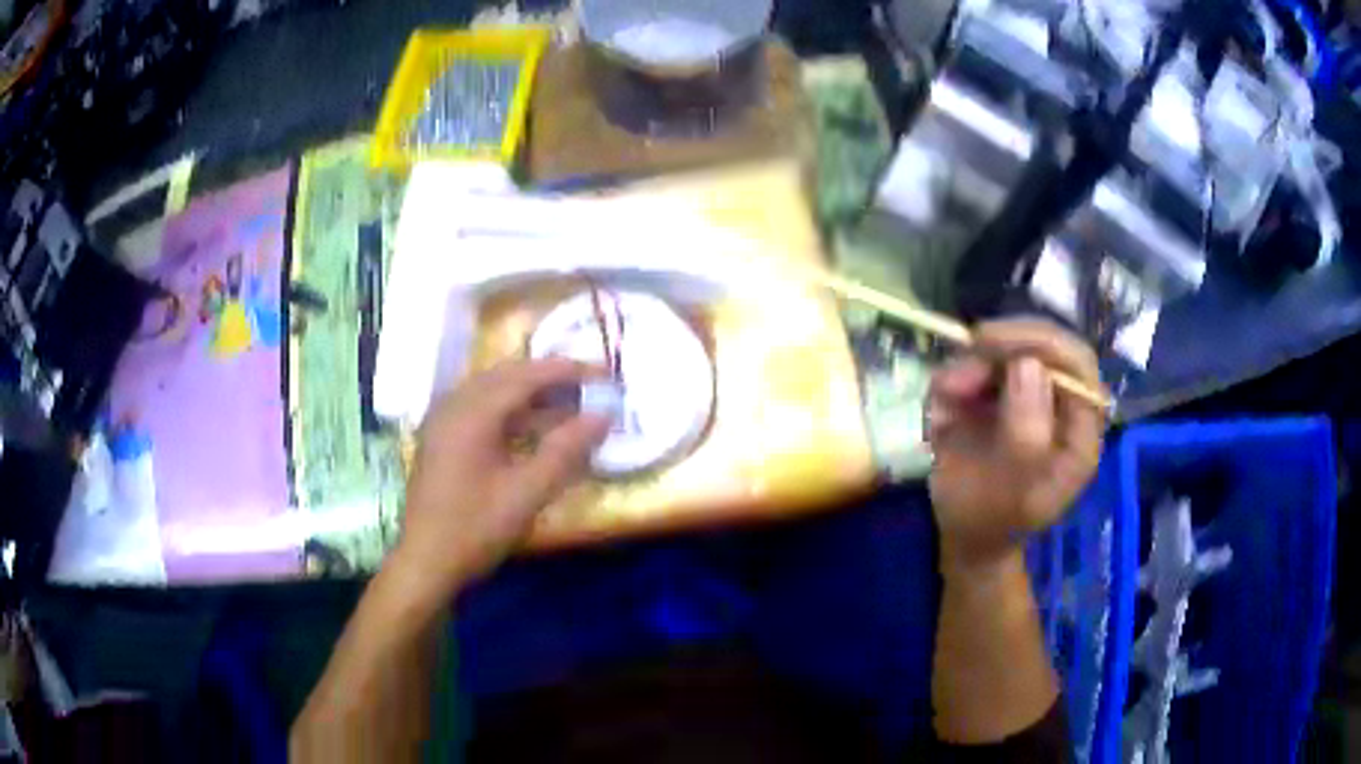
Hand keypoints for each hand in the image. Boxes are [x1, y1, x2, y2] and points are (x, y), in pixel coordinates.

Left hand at [388, 358, 609, 604]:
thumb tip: (602, 418)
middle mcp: (454, 406)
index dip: (567, 371)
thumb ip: (564, 451)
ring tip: (569, 406)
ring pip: (493, 392)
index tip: (604, 372)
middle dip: (550, 377)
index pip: (526, 376)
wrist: (426, 563)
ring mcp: (444, 423)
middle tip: (588, 385)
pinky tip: (534, 431)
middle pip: (507, 376)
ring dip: (531, 395)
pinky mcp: (442, 440)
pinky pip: (481, 410)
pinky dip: (512, 413)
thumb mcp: (526, 493)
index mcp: (471, 413)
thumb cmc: (475, 529)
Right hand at [927, 318, 1105, 568]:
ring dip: (972, 364)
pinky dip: (956, 378)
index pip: (1077, 364)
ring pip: (1007, 349)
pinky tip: (942, 413)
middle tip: (966, 352)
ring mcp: (1030, 392)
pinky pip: (978, 365)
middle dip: (1003, 345)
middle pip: (1043, 344)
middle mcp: (1061, 401)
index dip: (1042, 343)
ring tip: (944, 398)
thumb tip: (1028, 364)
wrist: (964, 534)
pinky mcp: (999, 391)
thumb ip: (1026, 433)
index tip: (996, 343)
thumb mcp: (1013, 491)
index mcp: (1080, 429)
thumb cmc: (993, 520)